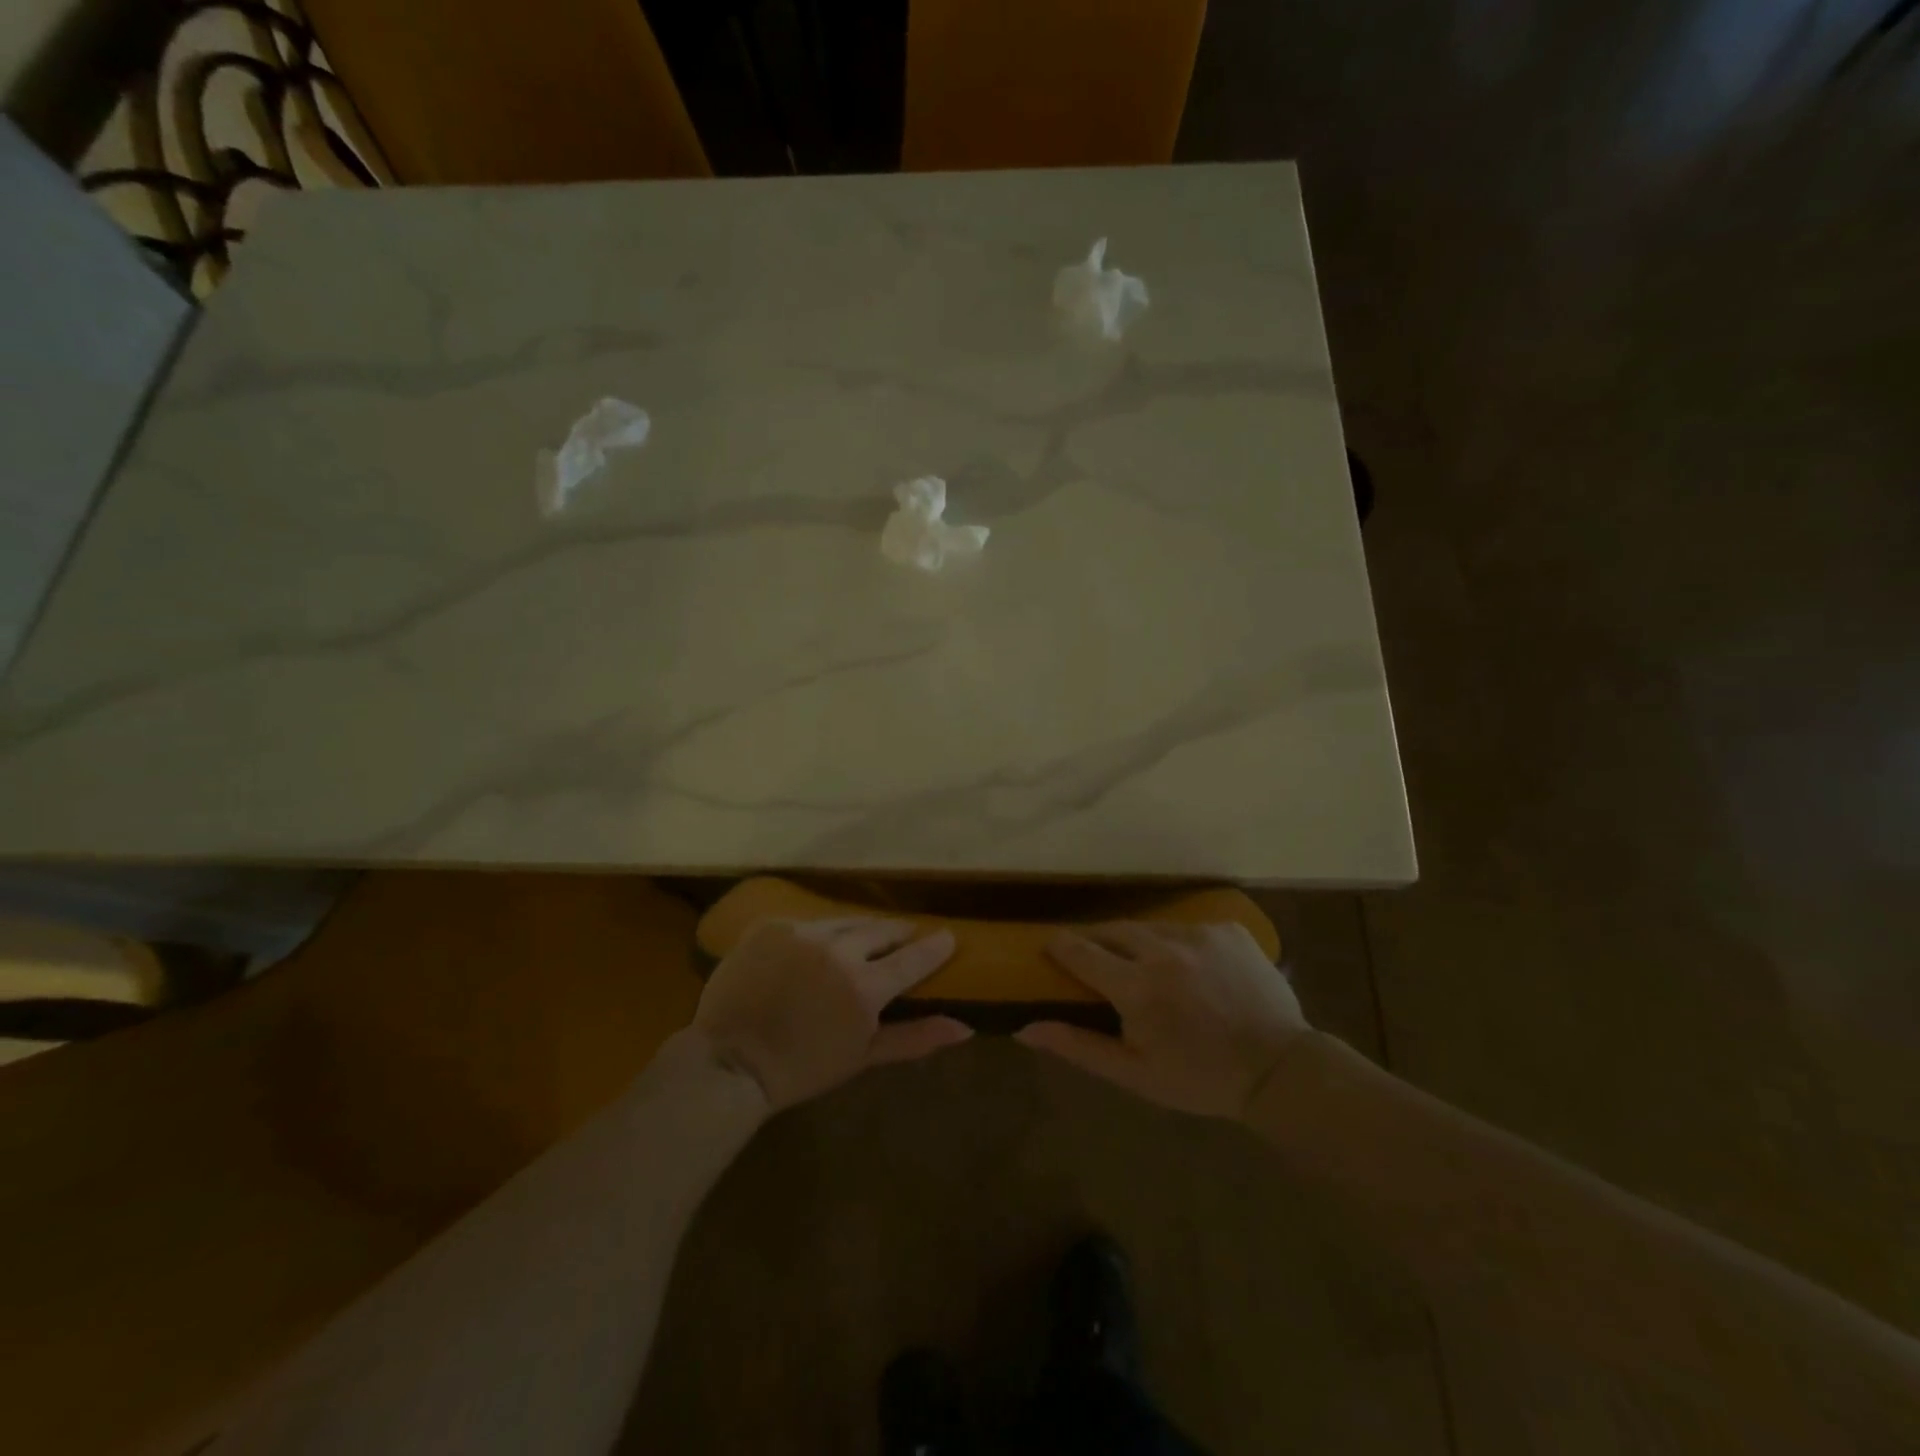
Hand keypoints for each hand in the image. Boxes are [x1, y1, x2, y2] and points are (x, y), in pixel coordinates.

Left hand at [692, 918, 971, 1113]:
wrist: (730, 1062)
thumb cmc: (802, 1068)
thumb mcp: (863, 1056)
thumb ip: (915, 1037)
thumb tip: (965, 1028)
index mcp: (865, 986)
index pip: (913, 958)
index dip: (934, 947)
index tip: (948, 937)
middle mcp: (838, 950)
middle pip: (881, 930)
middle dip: (898, 933)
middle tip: (905, 936)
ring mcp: (802, 933)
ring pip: (845, 922)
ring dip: (860, 930)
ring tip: (865, 938)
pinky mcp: (773, 925)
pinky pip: (808, 922)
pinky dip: (819, 934)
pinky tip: (816, 948)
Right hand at [1016, 922, 1310, 1118]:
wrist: (1280, 1071)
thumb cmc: (1200, 1079)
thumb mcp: (1135, 1073)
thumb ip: (1079, 1046)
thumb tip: (1026, 1029)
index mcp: (1137, 987)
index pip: (1081, 951)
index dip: (1059, 946)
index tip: (1049, 947)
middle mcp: (1164, 949)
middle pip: (1112, 929)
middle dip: (1096, 941)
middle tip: (1094, 959)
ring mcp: (1200, 934)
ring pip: (1150, 927)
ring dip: (1138, 942)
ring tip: (1143, 966)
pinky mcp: (1228, 929)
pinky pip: (1188, 928)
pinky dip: (1178, 944)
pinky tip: (1190, 969)